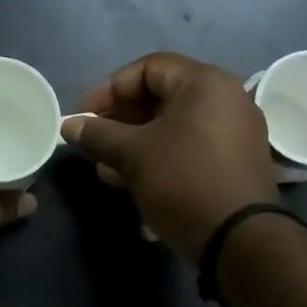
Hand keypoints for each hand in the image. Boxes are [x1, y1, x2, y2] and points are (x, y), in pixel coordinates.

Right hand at [61, 52, 277, 262]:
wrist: (238, 239)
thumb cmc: (183, 181)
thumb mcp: (133, 155)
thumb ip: (98, 134)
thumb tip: (68, 125)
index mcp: (205, 83)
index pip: (148, 68)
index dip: (109, 88)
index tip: (84, 115)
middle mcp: (225, 99)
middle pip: (161, 96)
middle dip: (120, 119)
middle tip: (93, 141)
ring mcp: (233, 132)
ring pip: (172, 126)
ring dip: (134, 142)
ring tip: (105, 166)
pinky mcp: (233, 162)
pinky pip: (188, 147)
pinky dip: (158, 156)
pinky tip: (129, 179)